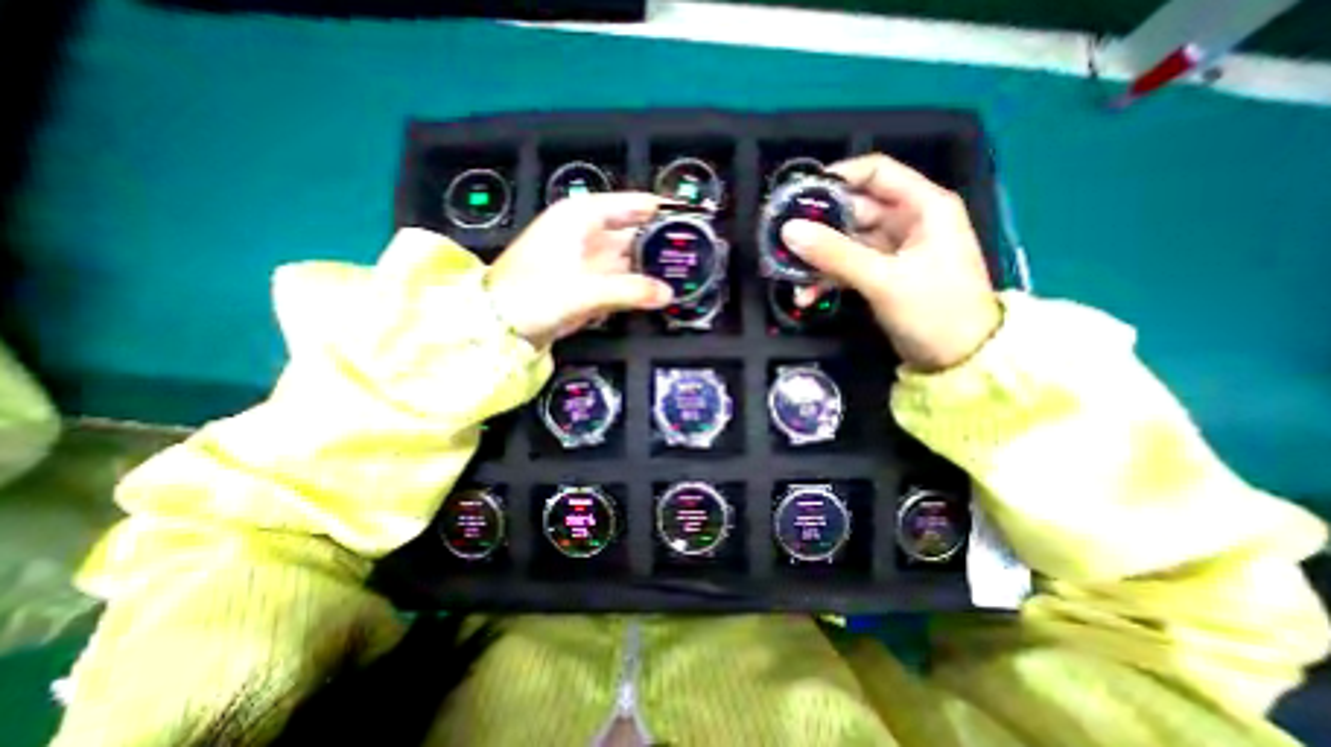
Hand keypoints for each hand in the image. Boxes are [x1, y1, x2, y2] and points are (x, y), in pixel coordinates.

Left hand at [488, 190, 676, 344]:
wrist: (499, 325)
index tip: (690, 220)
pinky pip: (620, 279)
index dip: (660, 210)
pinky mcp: (587, 283)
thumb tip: (667, 293)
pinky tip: (656, 291)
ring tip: (682, 274)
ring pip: (628, 258)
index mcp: (581, 217)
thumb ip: (630, 290)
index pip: (630, 204)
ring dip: (651, 268)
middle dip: (660, 244)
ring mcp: (587, 259)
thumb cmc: (533, 294)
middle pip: (633, 232)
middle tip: (693, 255)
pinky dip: (636, 285)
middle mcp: (586, 233)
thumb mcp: (585, 290)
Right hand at [781, 152, 999, 369]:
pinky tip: (806, 296)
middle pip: (853, 211)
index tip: (800, 194)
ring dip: (817, 259)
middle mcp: (906, 222)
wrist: (958, 358)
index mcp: (922, 207)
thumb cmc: (934, 309)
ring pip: (845, 243)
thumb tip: (789, 230)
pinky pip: (846, 268)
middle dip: (818, 226)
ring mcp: (891, 251)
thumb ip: (835, 254)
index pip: (876, 172)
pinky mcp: (880, 276)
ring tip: (788, 273)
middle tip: (782, 239)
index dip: (837, 178)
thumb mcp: (883, 279)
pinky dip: (826, 279)